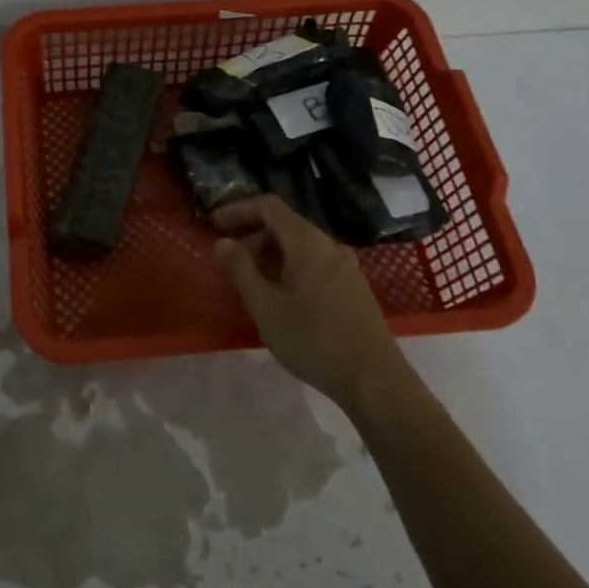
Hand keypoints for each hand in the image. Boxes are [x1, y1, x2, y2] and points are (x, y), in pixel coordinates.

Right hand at [212, 195, 402, 408]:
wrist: (375, 381)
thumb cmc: (314, 339)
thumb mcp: (266, 307)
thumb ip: (240, 270)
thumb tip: (221, 242)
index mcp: (308, 242)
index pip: (268, 206)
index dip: (238, 210)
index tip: (213, 225)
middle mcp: (330, 246)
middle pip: (285, 225)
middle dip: (252, 236)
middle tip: (228, 261)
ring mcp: (346, 267)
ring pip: (300, 247)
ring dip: (270, 255)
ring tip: (250, 282)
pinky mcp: (354, 288)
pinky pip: (314, 264)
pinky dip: (289, 268)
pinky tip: (281, 297)